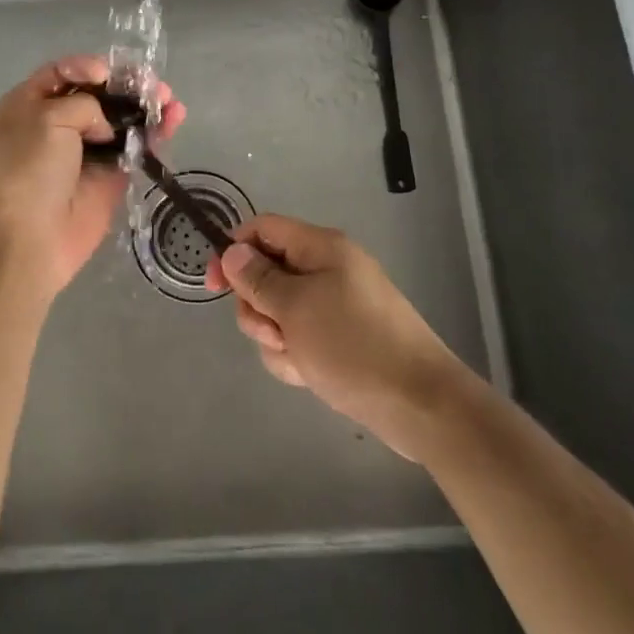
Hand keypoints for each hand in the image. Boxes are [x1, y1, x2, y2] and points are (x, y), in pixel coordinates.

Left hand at [0, 55, 184, 304]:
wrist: (28, 240)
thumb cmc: (27, 170)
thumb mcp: (46, 119)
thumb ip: (83, 105)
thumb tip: (106, 126)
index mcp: (26, 106)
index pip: (61, 73)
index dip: (87, 67)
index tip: (108, 73)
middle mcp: (55, 126)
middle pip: (97, 95)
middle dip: (126, 86)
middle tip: (152, 84)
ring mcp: (85, 152)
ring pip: (121, 120)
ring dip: (146, 106)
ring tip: (169, 100)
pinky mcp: (110, 177)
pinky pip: (136, 148)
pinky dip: (156, 133)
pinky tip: (175, 118)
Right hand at [208, 214, 471, 459]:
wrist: (419, 403)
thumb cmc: (353, 345)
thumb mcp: (295, 308)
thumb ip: (258, 279)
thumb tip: (232, 251)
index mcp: (321, 248)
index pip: (263, 229)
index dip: (234, 251)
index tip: (214, 286)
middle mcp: (326, 270)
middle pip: (266, 274)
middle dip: (258, 308)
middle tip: (275, 332)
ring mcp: (333, 306)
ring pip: (277, 313)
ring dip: (276, 339)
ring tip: (299, 359)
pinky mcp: (338, 339)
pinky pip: (298, 339)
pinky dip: (295, 357)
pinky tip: (310, 375)